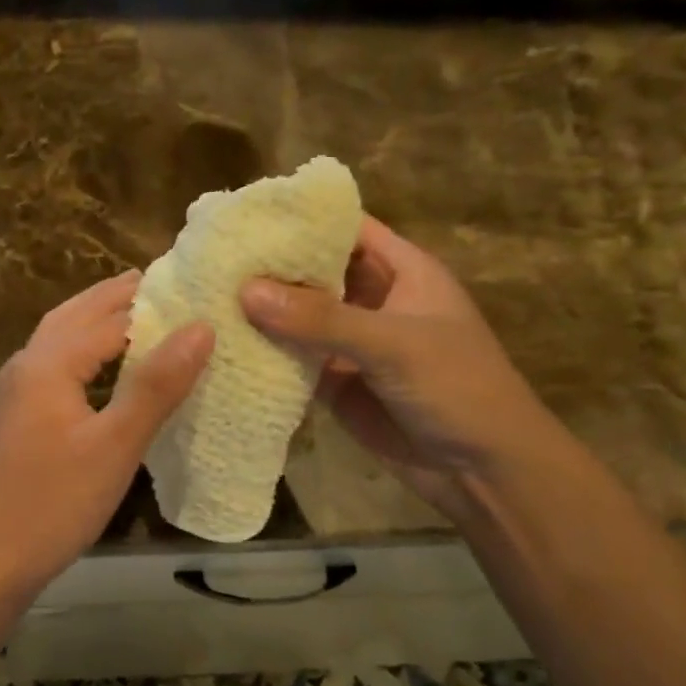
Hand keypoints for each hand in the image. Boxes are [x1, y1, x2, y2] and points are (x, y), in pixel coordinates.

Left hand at [0, 270, 213, 585]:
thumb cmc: (53, 503)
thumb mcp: (115, 446)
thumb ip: (156, 385)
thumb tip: (200, 328)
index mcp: (48, 363)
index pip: (108, 317)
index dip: (151, 302)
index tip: (192, 286)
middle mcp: (26, 366)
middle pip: (74, 315)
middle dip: (115, 296)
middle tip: (160, 281)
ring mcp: (14, 393)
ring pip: (59, 338)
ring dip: (94, 320)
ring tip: (136, 314)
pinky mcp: (15, 419)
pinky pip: (53, 365)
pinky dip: (82, 351)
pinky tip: (101, 371)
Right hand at [240, 216, 554, 518]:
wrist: (482, 470)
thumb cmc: (457, 387)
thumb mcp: (394, 344)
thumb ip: (322, 318)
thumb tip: (246, 290)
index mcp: (401, 270)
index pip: (346, 228)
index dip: (302, 218)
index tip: (245, 215)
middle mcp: (371, 298)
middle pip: (313, 270)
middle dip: (269, 264)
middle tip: (211, 256)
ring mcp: (349, 341)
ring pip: (297, 315)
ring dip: (260, 309)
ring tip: (203, 293)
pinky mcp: (332, 380)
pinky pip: (292, 358)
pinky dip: (262, 352)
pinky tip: (220, 343)